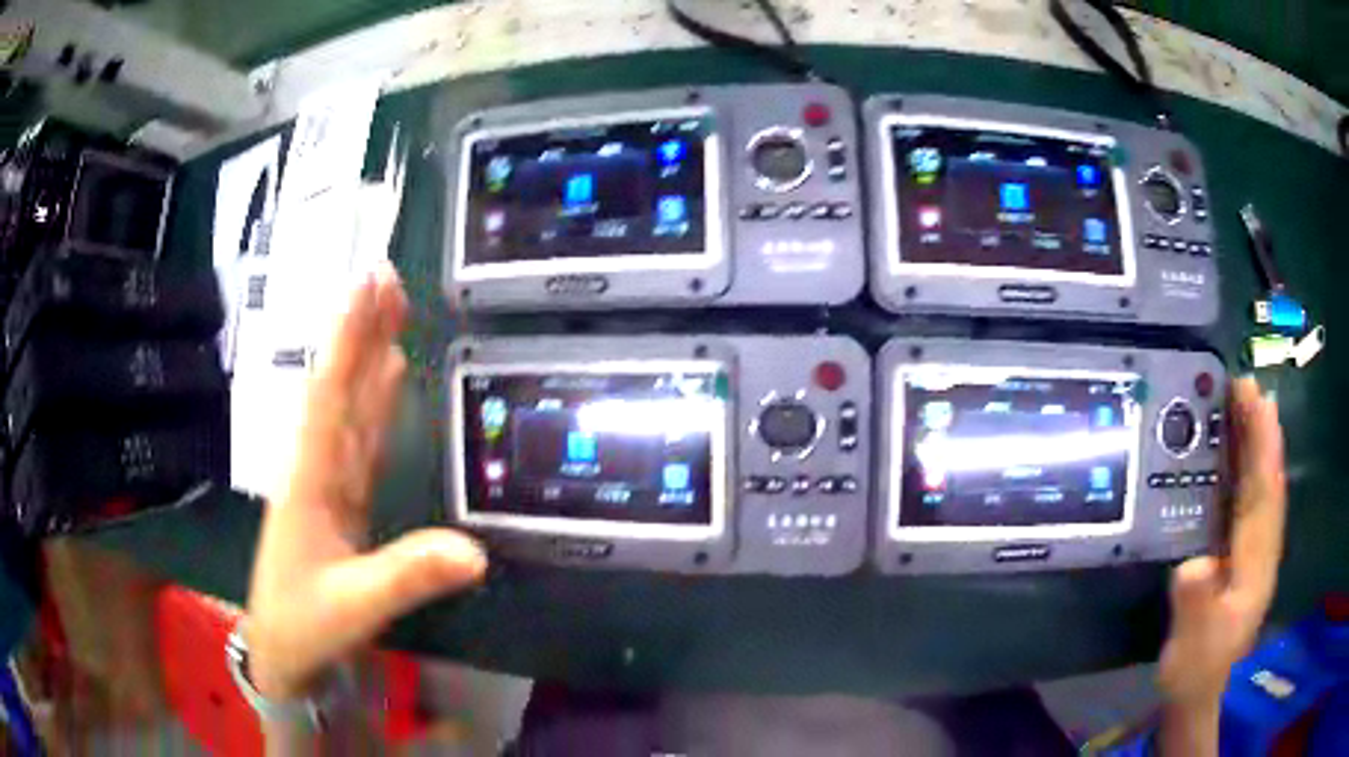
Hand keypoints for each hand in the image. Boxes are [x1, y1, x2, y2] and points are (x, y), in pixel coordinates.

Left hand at [245, 265, 486, 700]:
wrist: (281, 652)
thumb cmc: (303, 624)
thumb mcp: (353, 606)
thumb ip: (406, 576)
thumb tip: (475, 551)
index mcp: (309, 478)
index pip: (330, 393)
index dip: (349, 336)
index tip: (369, 283)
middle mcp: (316, 467)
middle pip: (340, 385)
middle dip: (360, 329)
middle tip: (387, 276)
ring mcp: (328, 482)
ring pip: (350, 405)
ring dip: (369, 356)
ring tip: (391, 311)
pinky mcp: (341, 500)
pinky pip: (361, 438)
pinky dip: (375, 403)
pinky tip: (388, 379)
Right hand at [1159, 377, 1285, 711]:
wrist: (1196, 692)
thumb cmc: (1196, 669)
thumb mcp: (1192, 648)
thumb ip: (1196, 608)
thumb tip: (1194, 563)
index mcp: (1257, 564)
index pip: (1266, 495)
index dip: (1264, 447)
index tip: (1257, 402)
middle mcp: (1261, 547)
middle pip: (1265, 480)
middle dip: (1259, 431)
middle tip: (1243, 384)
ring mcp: (1251, 549)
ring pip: (1257, 485)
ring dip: (1252, 442)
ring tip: (1239, 402)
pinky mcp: (1238, 552)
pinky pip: (1244, 499)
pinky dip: (1242, 467)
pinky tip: (1232, 451)